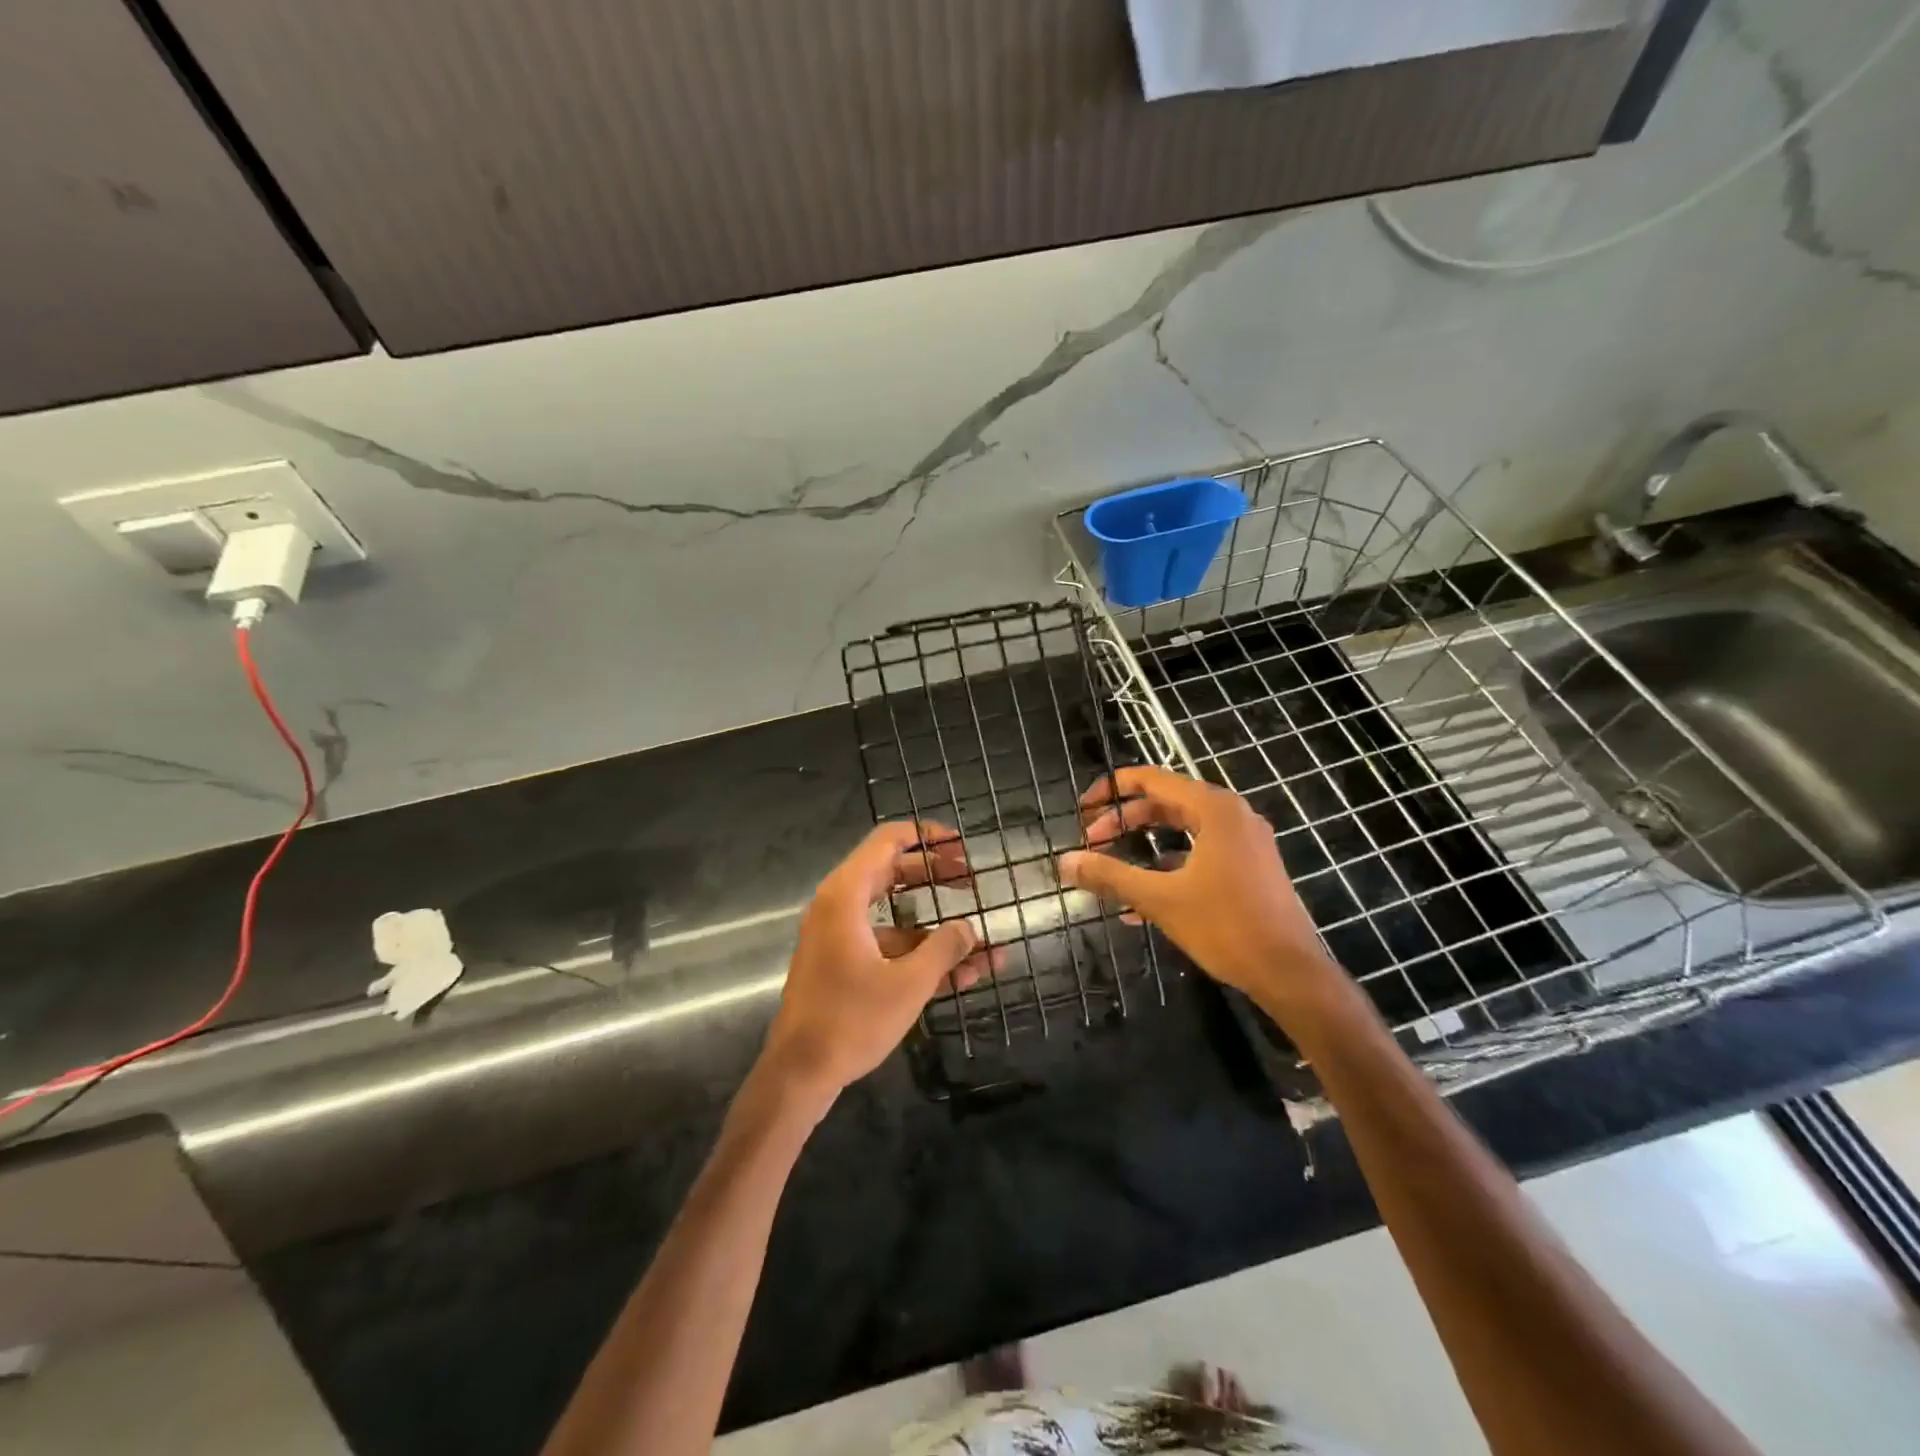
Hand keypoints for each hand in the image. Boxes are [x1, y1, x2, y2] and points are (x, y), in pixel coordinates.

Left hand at [760, 820, 988, 1103]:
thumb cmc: (851, 1019)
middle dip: (936, 876)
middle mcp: (839, 907)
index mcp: (846, 895)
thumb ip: (944, 949)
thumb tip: (970, 928)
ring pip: (896, 916)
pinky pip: (888, 946)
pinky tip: (963, 975)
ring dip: (937, 927)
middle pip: (892, 873)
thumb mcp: (909, 983)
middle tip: (973, 881)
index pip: (888, 841)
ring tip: (982, 940)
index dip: (927, 836)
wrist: (798, 1074)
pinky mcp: (843, 965)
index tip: (961, 846)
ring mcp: (840, 938)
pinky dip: (920, 954)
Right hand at [1059, 767, 1352, 1030]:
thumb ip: (1110, 876)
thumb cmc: (1226, 926)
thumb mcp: (1160, 899)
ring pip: (1182, 830)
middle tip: (1091, 841)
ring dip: (1143, 846)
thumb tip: (1064, 861)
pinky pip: (1200, 853)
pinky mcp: (1250, 868)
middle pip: (1166, 803)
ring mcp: (1245, 842)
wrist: (1290, 973)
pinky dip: (1168, 866)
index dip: (1113, 789)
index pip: (1153, 779)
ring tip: (1110, 867)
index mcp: (1214, 809)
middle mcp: (1232, 815)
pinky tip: (1140, 901)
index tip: (1083, 809)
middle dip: (1124, 821)